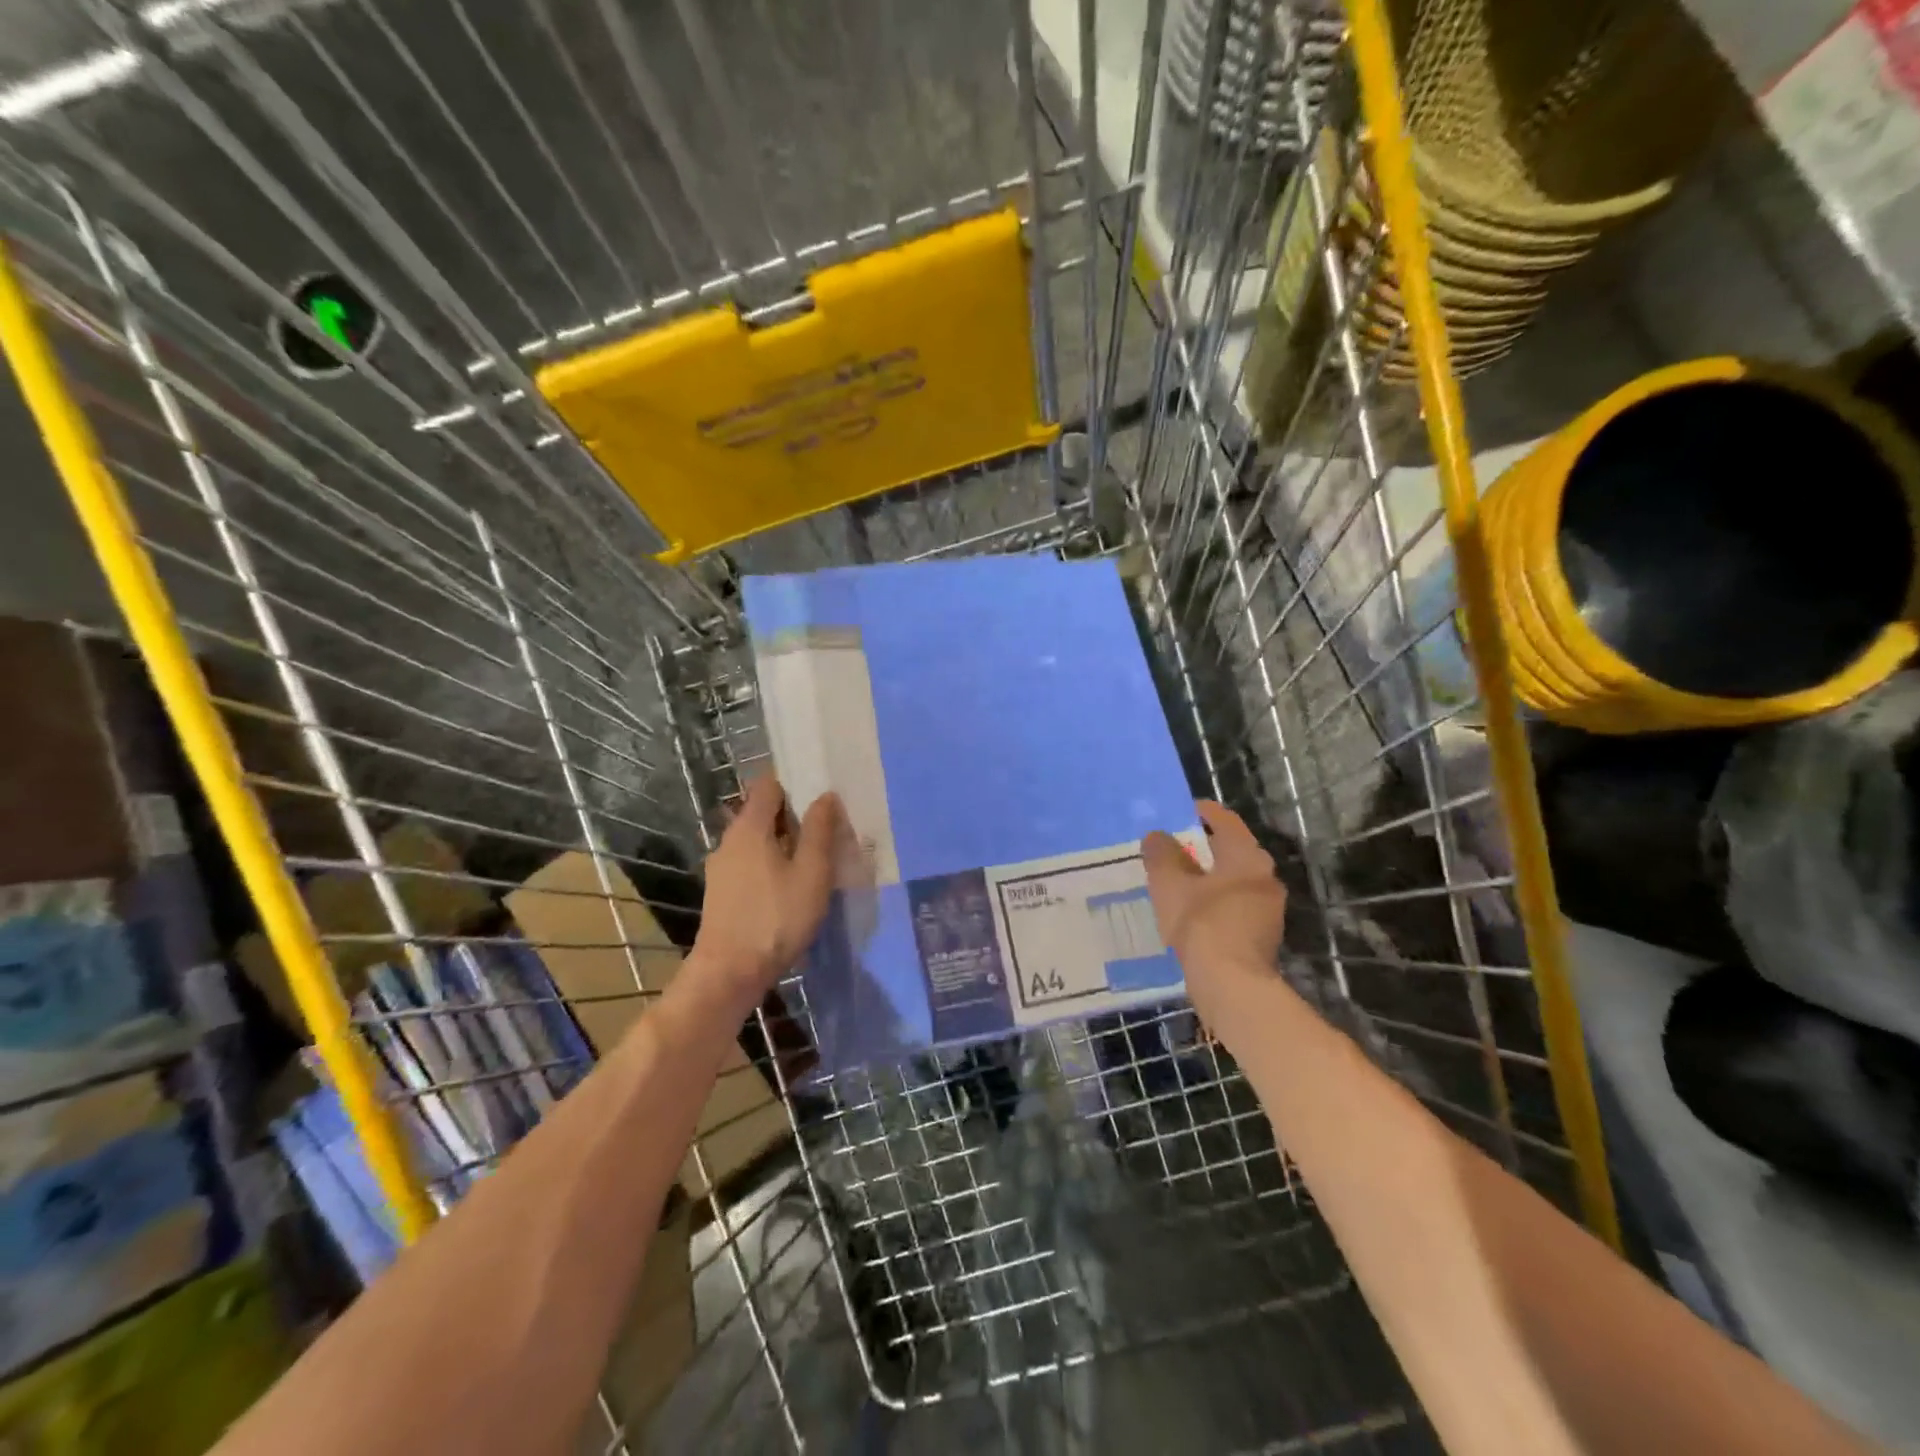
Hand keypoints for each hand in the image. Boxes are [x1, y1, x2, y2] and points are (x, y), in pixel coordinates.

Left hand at [693, 777, 844, 1012]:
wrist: (729, 974)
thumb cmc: (776, 918)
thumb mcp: (811, 872)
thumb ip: (820, 830)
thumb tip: (825, 796)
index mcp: (749, 827)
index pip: (768, 784)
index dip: (794, 785)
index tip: (821, 798)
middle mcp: (729, 840)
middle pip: (762, 813)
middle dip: (794, 817)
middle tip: (827, 832)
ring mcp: (721, 868)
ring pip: (757, 841)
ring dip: (784, 845)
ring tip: (815, 863)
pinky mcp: (721, 893)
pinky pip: (750, 864)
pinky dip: (771, 866)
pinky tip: (791, 888)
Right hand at [1143, 801, 1286, 1018]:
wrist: (1231, 985)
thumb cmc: (1201, 923)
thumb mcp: (1169, 883)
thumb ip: (1161, 854)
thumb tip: (1157, 836)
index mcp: (1247, 855)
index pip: (1225, 820)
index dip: (1200, 812)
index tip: (1178, 812)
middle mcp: (1265, 876)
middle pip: (1230, 850)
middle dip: (1201, 847)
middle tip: (1170, 848)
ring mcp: (1268, 908)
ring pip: (1233, 880)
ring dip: (1207, 877)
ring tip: (1175, 882)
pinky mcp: (1262, 935)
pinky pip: (1234, 905)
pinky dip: (1213, 902)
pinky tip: (1189, 913)